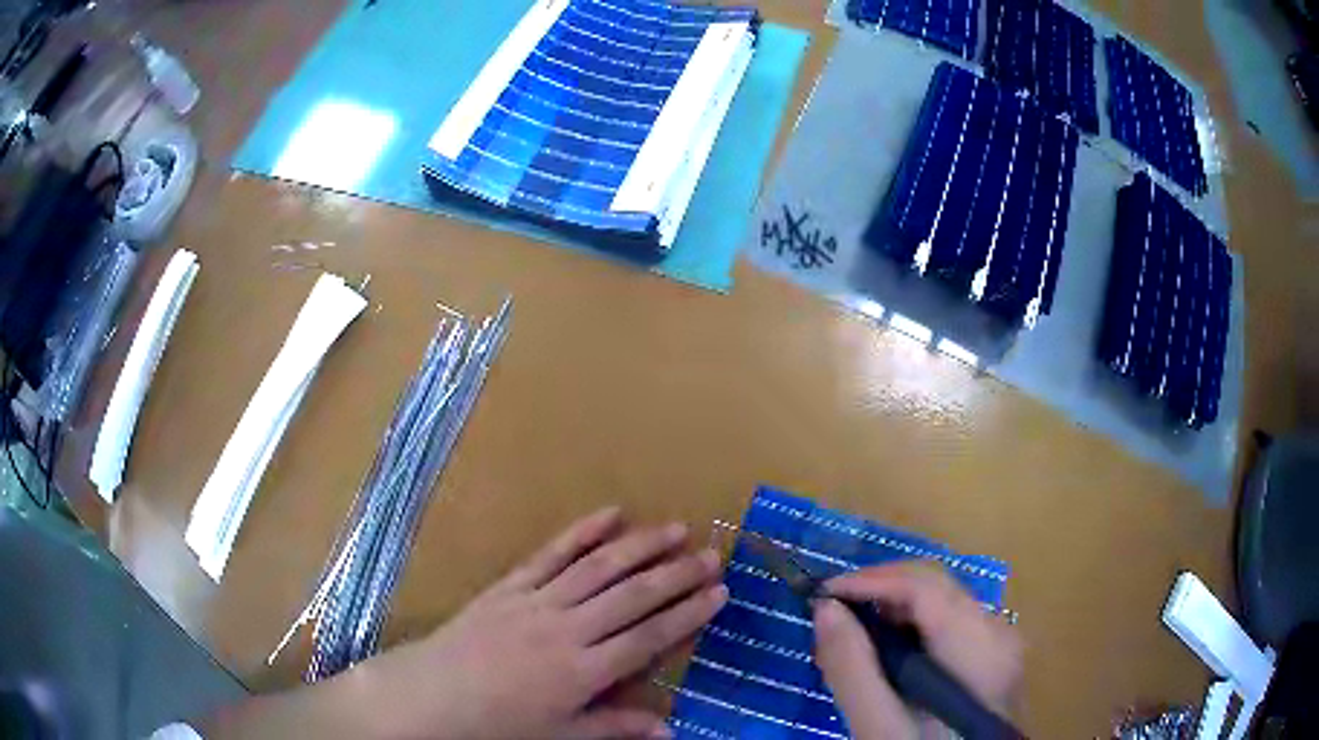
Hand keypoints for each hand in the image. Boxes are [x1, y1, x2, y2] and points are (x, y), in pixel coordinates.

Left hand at [363, 506, 726, 738]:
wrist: (432, 696)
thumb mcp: (559, 736)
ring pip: (598, 567)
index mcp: (582, 670)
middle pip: (632, 595)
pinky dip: (582, 532)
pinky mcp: (511, 585)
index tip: (720, 593)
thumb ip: (614, 727)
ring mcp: (537, 601)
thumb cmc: (498, 724)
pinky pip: (551, 553)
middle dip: (676, 573)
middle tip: (712, 554)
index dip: (687, 614)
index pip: (648, 637)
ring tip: (674, 528)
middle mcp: (567, 628)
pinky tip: (609, 513)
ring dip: (639, 545)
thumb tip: (670, 729)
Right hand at [811, 563, 1022, 739]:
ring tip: (850, 639)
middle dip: (878, 594)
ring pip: (941, 603)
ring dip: (892, 611)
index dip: (870, 580)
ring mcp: (1000, 642)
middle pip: (936, 588)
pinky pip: (949, 624)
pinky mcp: (994, 656)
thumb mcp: (880, 728)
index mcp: (980, 647)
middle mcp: (998, 631)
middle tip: (828, 618)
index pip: (925, 586)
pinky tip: (885, 657)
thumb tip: (825, 609)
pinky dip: (911, 630)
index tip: (820, 594)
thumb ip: (853, 669)